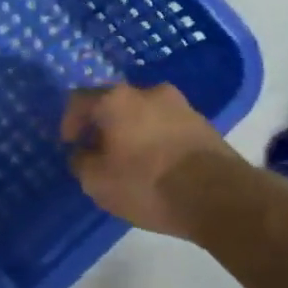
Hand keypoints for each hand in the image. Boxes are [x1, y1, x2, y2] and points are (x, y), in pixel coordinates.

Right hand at [61, 82, 241, 236]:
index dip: (69, 122)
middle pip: (114, 103)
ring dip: (132, 132)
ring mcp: (180, 104)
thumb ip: (81, 162)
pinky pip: (166, 125)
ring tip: (130, 162)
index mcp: (116, 99)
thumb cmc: (147, 184)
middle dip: (103, 126)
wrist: (218, 195)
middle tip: (99, 153)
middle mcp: (148, 91)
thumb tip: (83, 153)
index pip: (79, 99)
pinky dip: (155, 139)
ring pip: (143, 113)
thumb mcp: (98, 182)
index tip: (71, 145)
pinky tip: (157, 165)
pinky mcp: (202, 122)